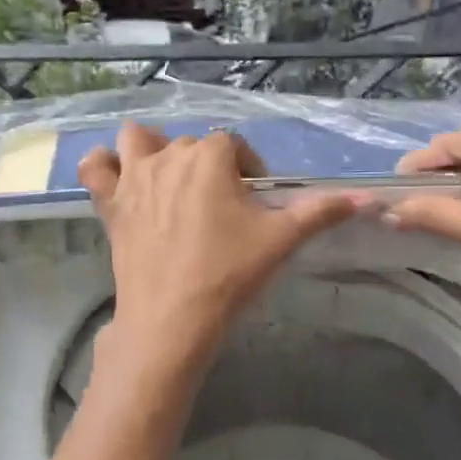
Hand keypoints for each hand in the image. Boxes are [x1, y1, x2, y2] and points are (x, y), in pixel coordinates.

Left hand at [78, 124, 362, 370]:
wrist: (172, 319)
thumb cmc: (229, 275)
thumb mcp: (280, 240)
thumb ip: (320, 212)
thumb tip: (366, 198)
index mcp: (210, 157)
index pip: (234, 145)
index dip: (249, 169)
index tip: (256, 201)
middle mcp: (168, 156)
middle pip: (192, 145)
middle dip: (211, 168)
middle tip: (224, 209)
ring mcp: (133, 178)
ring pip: (137, 140)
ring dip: (153, 150)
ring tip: (170, 180)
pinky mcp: (109, 204)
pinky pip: (94, 169)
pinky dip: (104, 167)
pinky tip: (120, 181)